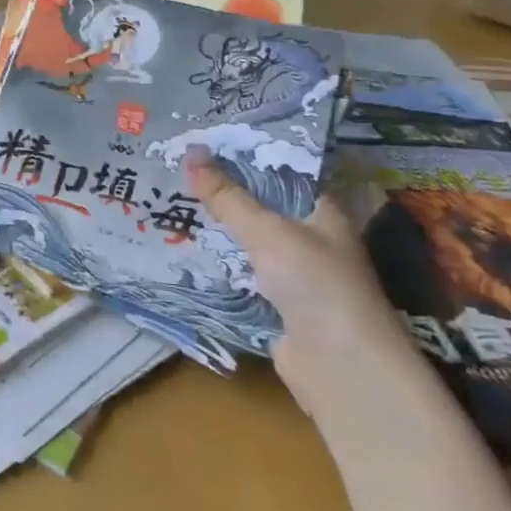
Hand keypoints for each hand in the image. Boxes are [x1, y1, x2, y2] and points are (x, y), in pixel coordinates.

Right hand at [184, 149, 410, 405]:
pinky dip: (215, 263)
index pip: (279, 173)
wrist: (342, 368)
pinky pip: (239, 273)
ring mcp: (294, 274)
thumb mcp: (267, 231)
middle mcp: (311, 239)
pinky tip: (182, 248)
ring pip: (246, 241)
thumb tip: (191, 151)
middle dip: (220, 192)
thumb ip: (227, 196)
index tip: (201, 143)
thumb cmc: (316, 284)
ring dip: (215, 229)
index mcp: (322, 213)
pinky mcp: (276, 304)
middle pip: (259, 206)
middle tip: (173, 168)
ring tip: (168, 202)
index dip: (243, 157)